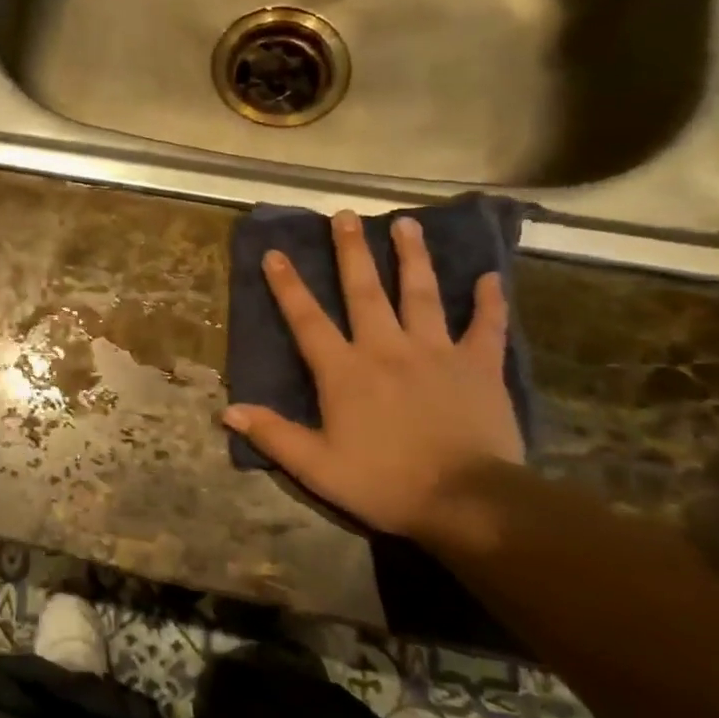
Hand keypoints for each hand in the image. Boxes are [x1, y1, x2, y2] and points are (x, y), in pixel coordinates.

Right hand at [222, 211, 522, 542]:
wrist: (467, 502)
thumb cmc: (385, 483)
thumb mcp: (317, 467)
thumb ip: (273, 436)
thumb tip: (228, 412)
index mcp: (345, 372)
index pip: (307, 320)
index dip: (288, 286)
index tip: (275, 253)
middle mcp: (386, 349)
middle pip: (365, 291)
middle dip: (352, 251)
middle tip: (345, 215)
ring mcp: (436, 353)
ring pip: (422, 294)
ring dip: (412, 257)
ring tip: (408, 224)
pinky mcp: (478, 367)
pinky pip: (486, 327)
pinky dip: (489, 302)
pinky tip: (490, 277)